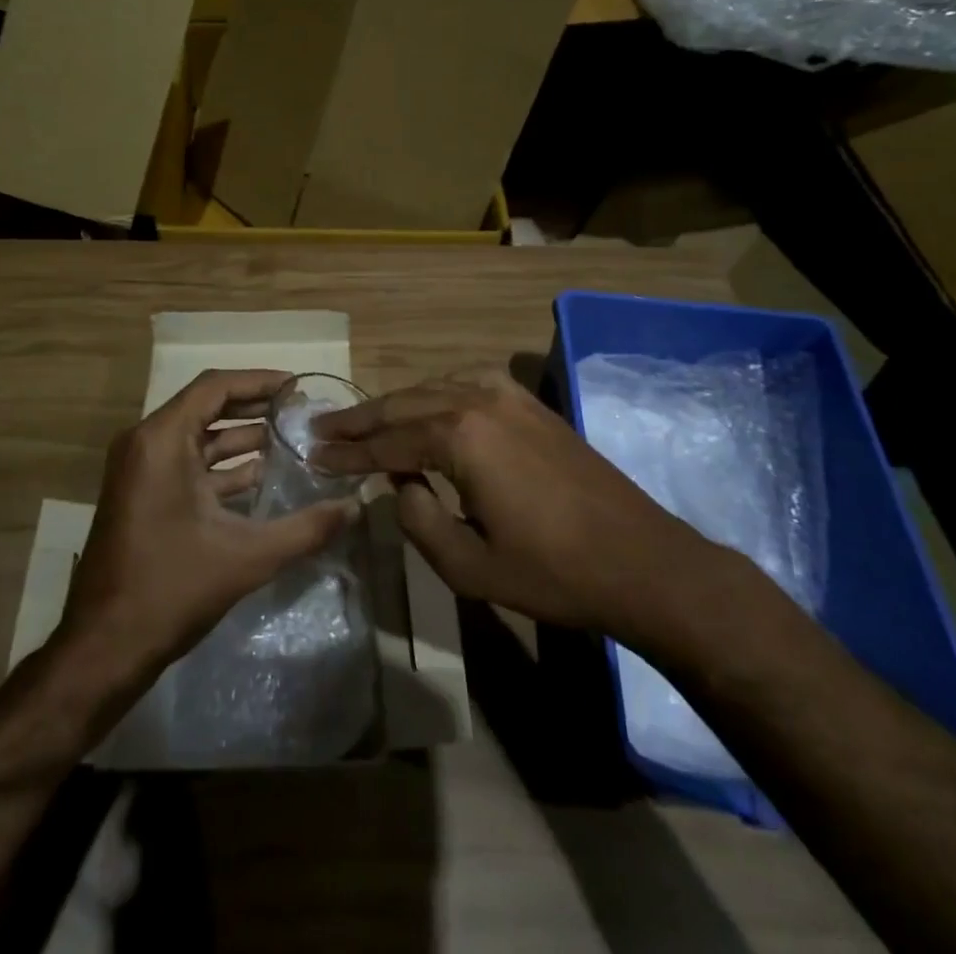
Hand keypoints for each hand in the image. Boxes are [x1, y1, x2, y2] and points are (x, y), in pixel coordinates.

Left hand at [58, 369, 360, 684]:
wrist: (103, 648)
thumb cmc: (172, 589)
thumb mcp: (247, 556)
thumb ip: (306, 529)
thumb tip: (354, 508)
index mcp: (161, 441)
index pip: (214, 387)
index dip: (258, 381)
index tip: (296, 387)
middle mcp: (145, 444)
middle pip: (205, 406)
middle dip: (253, 406)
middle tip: (298, 411)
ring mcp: (139, 470)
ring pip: (196, 437)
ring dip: (239, 437)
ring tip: (288, 440)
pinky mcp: (140, 495)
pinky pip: (185, 463)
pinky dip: (221, 465)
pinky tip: (260, 477)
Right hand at [312, 369, 702, 636]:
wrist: (642, 560)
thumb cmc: (553, 572)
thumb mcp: (468, 565)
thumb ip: (418, 519)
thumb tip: (401, 484)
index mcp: (460, 436)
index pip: (387, 442)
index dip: (347, 452)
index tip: (312, 453)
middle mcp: (478, 400)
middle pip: (404, 404)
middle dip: (361, 419)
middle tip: (321, 428)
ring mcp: (508, 395)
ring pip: (433, 388)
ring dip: (396, 404)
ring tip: (363, 420)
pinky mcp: (530, 403)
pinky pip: (466, 384)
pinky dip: (434, 393)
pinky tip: (425, 406)